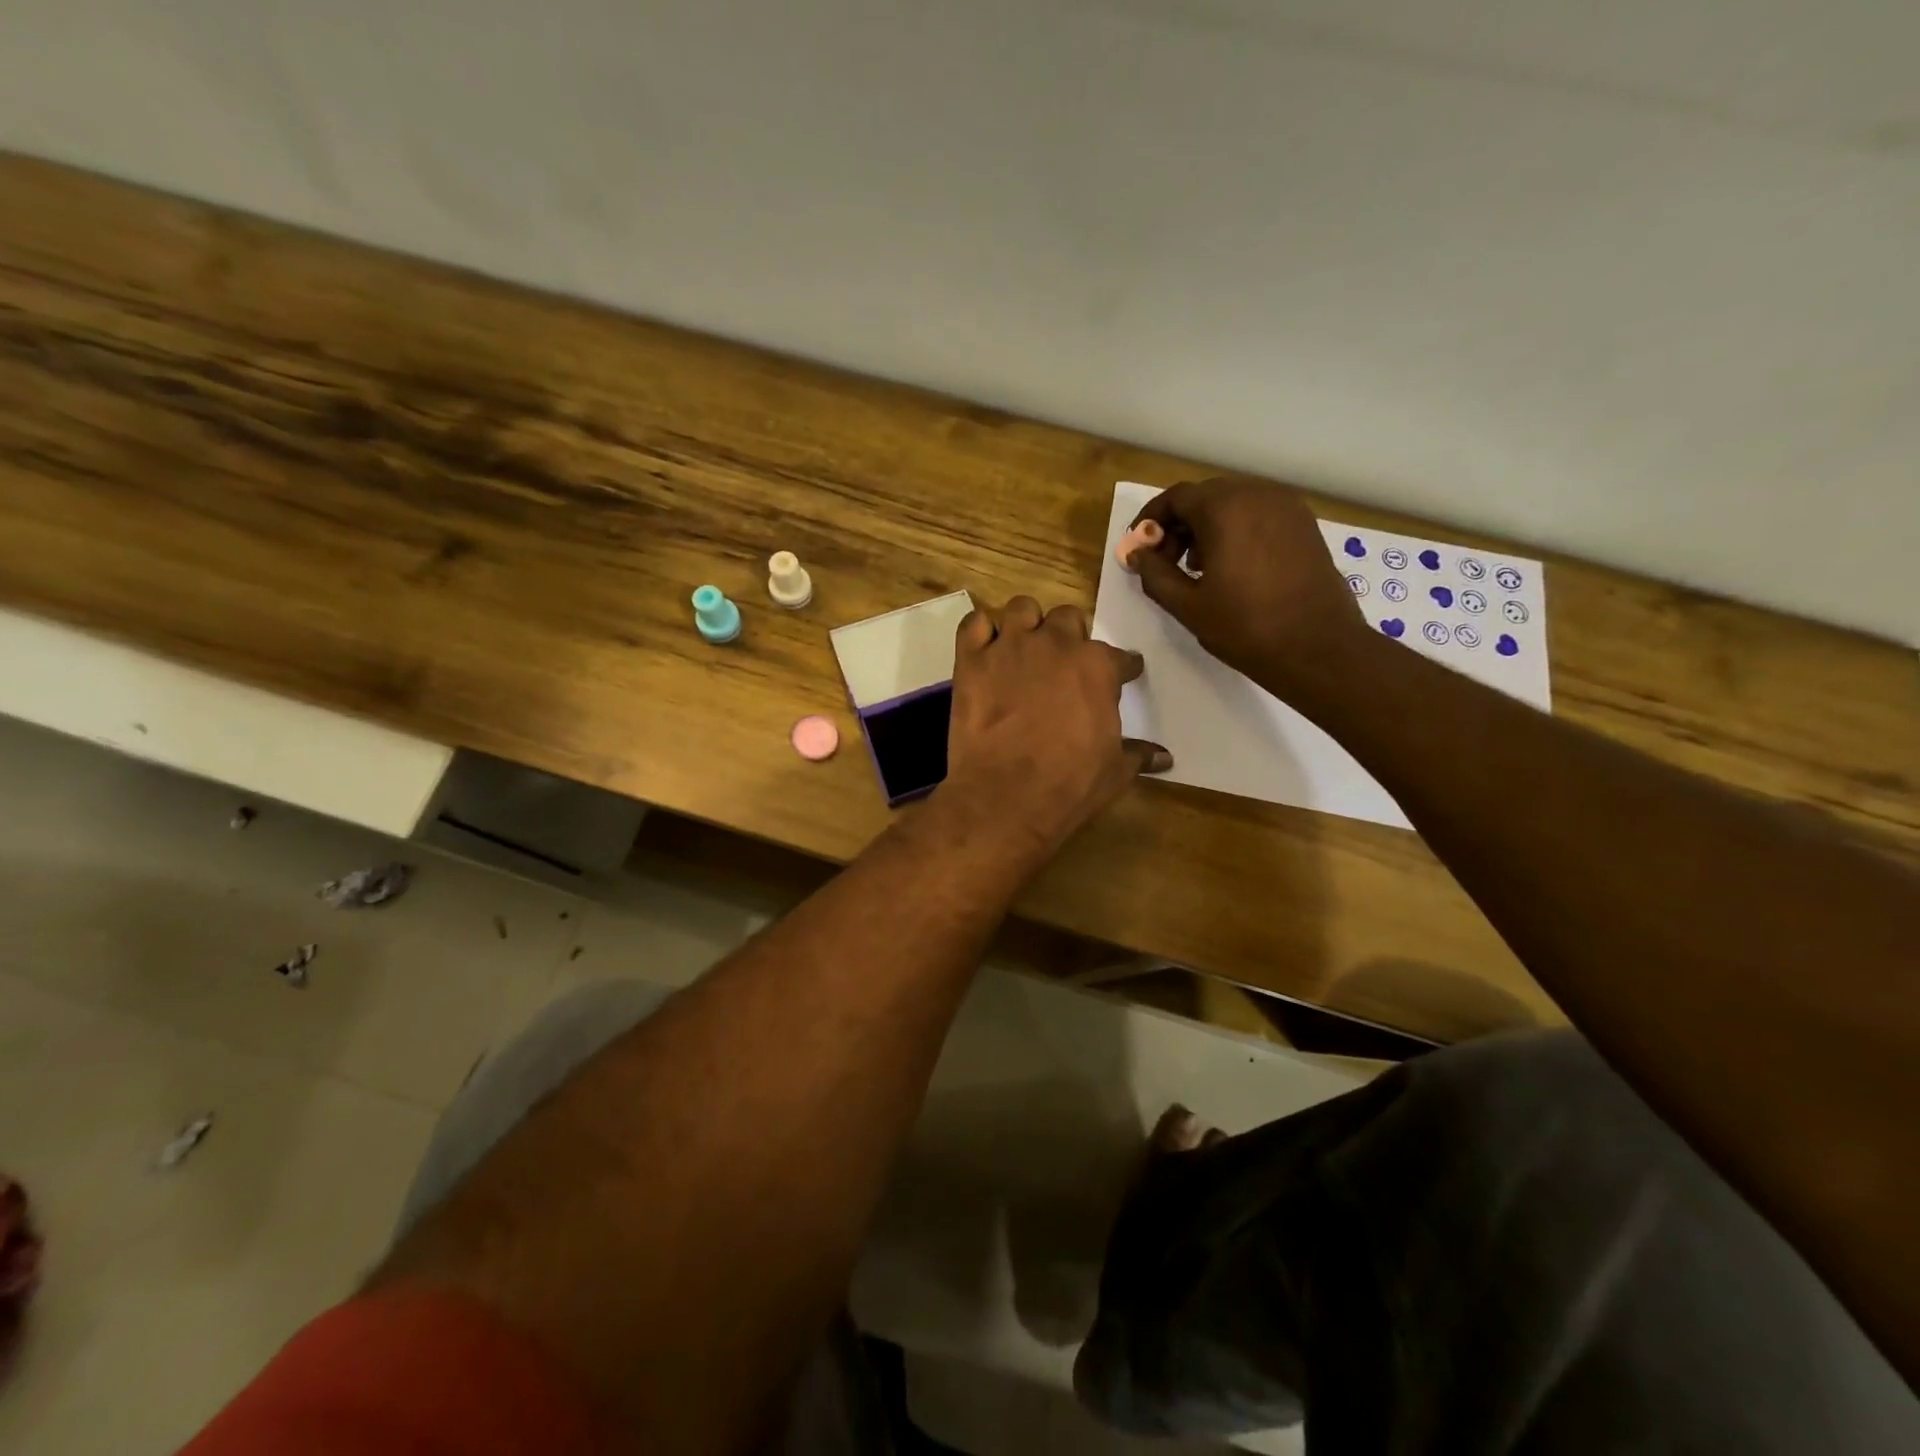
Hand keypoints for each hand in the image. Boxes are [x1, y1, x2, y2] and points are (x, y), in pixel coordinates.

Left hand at [940, 597, 1170, 857]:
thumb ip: (1138, 754)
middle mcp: (1054, 644)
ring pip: (1021, 609)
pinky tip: (985, 648)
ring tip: (1024, 647)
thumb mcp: (1114, 772)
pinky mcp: (971, 660)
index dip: (1122, 668)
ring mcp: (1009, 647)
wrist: (1005, 797)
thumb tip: (1164, 758)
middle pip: (1068, 619)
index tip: (1122, 675)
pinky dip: (980, 632)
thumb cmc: (1069, 784)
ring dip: (1026, 624)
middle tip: (1064, 663)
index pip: (1120, 657)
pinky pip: (974, 624)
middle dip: (1070, 637)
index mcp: (1096, 666)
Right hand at [1127, 477, 1368, 701]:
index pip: (1176, 498)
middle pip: (1205, 497)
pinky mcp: (1304, 524)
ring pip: (1233, 504)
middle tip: (1166, 562)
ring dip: (1207, 527)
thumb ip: (1155, 574)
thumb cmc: (1245, 626)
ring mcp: (1286, 506)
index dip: (1151, 520)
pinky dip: (1236, 530)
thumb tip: (1137, 554)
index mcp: (1225, 508)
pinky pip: (1258, 514)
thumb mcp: (1187, 605)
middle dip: (1179, 525)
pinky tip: (1232, 566)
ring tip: (1198, 568)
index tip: (1139, 547)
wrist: (1317, 647)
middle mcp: (1257, 494)